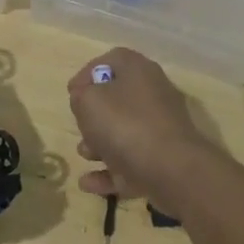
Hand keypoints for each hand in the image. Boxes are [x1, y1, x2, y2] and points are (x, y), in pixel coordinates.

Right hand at [67, 48, 217, 209]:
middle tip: (79, 125)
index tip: (71, 92)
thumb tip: (85, 98)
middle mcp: (153, 96)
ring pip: (124, 132)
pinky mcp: (162, 161)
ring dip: (99, 144)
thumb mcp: (88, 101)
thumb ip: (81, 95)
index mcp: (139, 72)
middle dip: (93, 115)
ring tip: (84, 154)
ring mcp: (160, 130)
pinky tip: (87, 183)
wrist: (172, 171)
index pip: (112, 60)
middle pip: (118, 98)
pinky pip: (129, 163)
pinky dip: (109, 172)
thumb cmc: (125, 125)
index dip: (87, 73)